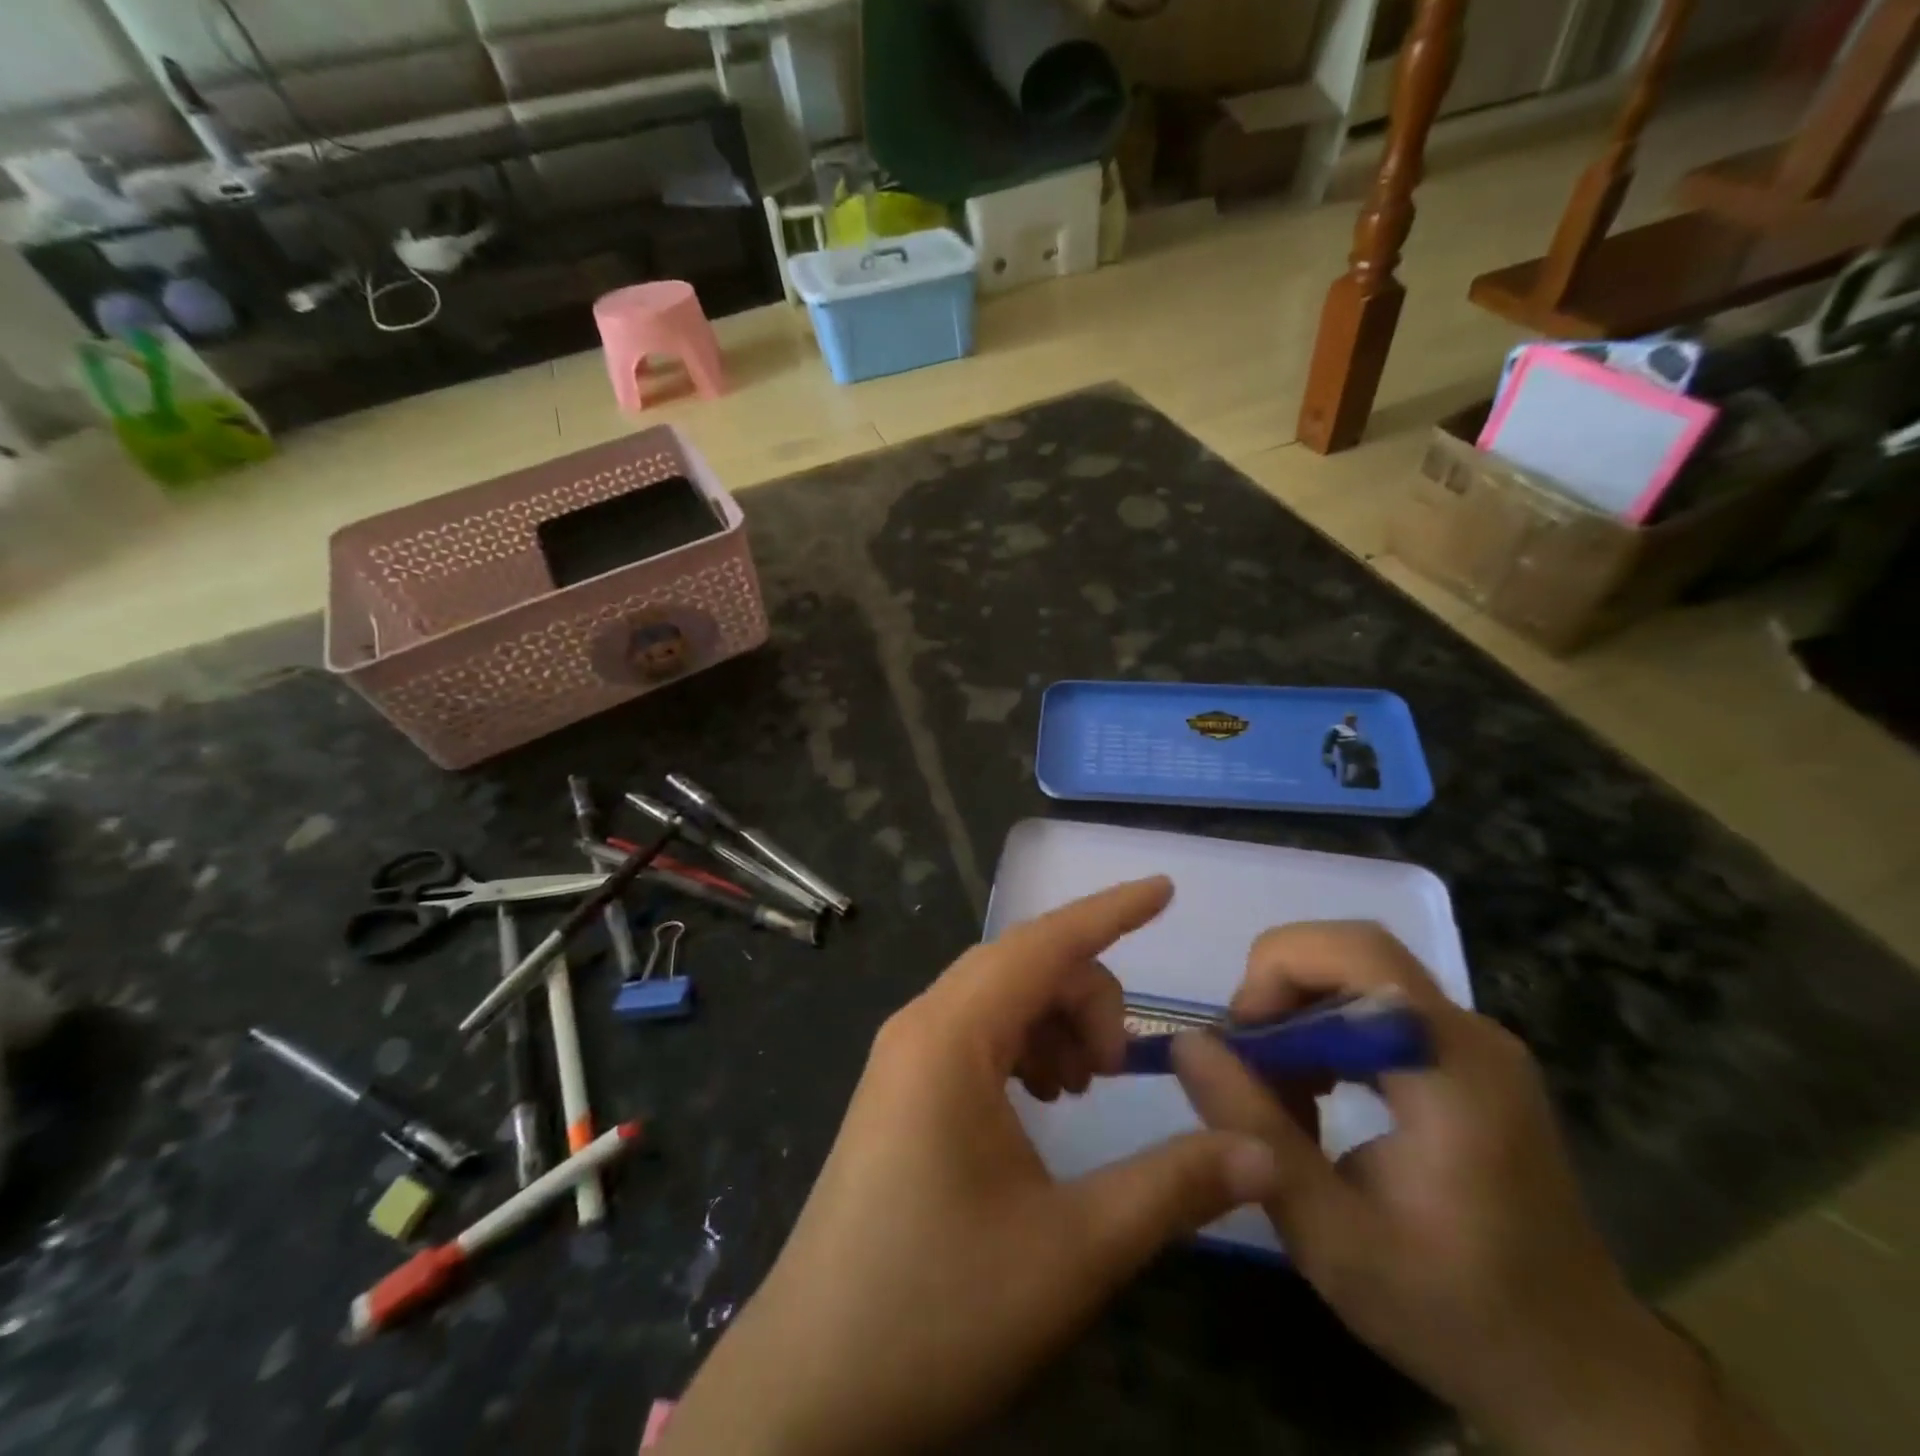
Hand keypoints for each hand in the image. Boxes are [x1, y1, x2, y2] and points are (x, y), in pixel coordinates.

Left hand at [659, 878, 1279, 1455]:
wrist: (811, 1388)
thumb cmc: (938, 1309)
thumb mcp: (1072, 1251)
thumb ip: (1172, 1187)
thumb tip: (1260, 1151)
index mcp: (950, 1037)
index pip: (1042, 943)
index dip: (1110, 911)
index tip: (1164, 889)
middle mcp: (920, 1026)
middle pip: (1022, 968)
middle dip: (1087, 995)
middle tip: (1119, 1069)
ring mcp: (902, 1057)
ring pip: (998, 999)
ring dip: (1054, 1022)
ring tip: (1082, 1088)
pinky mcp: (899, 1091)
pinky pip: (974, 1036)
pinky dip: (1023, 1047)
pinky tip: (1042, 1103)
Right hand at [1174, 923, 1775, 1455]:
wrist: (1579, 1375)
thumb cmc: (1454, 1313)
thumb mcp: (1331, 1237)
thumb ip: (1254, 1131)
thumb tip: (1186, 1043)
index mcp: (1454, 1070)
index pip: (1358, 953)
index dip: (1280, 971)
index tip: (1240, 1041)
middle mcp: (1471, 1034)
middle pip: (1352, 953)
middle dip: (1279, 990)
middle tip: (1246, 1063)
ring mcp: (1474, 1044)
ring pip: (1357, 974)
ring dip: (1298, 1013)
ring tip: (1275, 1090)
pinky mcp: (1468, 1059)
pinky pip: (1376, 1008)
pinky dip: (1325, 1031)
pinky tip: (1314, 1095)